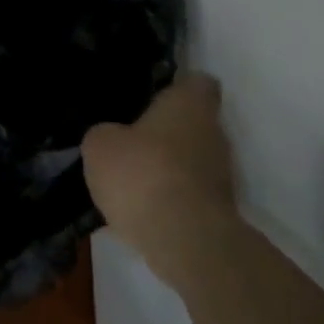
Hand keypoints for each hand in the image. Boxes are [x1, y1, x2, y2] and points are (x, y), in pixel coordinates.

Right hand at [83, 73, 236, 284]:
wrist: (186, 241)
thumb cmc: (143, 174)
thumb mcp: (100, 146)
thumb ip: (106, 133)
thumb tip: (111, 138)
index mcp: (190, 104)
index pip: (196, 82)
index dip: (176, 87)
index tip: (152, 97)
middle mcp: (215, 132)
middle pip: (193, 124)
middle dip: (166, 133)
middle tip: (132, 142)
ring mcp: (223, 175)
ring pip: (191, 162)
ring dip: (168, 169)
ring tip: (132, 183)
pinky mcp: (220, 212)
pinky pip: (189, 196)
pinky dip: (171, 201)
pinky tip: (142, 213)